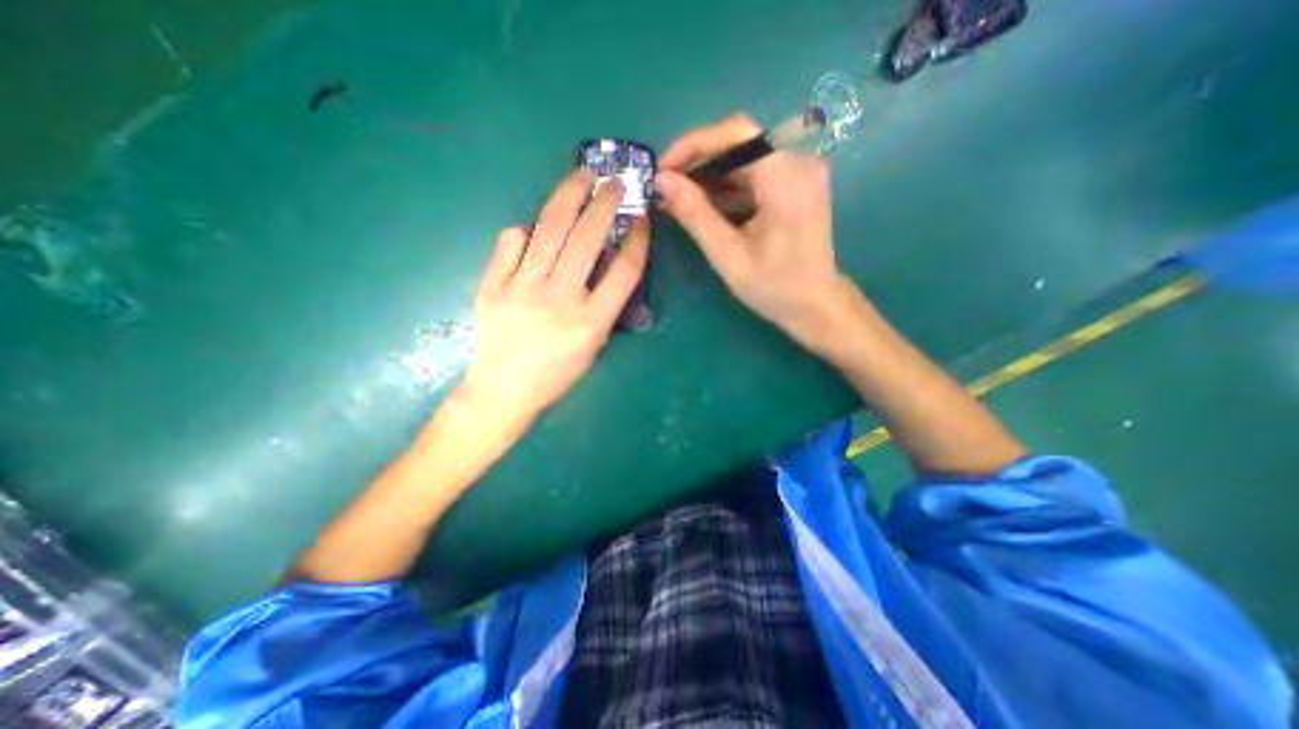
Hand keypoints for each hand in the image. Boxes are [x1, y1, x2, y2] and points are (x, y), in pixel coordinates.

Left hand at [458, 168, 647, 427]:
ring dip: (569, 196)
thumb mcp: (593, 347)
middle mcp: (559, 300)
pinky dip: (526, 231)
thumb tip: (602, 263)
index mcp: (590, 323)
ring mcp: (521, 289)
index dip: (636, 241)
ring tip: (581, 175)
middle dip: (605, 202)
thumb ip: (604, 307)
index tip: (642, 219)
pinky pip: (511, 243)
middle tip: (615, 181)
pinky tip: (534, 229)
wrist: (503, 391)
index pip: (623, 271)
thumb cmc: (556, 376)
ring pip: (549, 229)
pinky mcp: (492, 285)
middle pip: (587, 239)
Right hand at [656, 110, 849, 349]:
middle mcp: (798, 163)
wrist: (816, 306)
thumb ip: (695, 215)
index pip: (736, 132)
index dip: (693, 144)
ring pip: (743, 158)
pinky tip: (705, 207)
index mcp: (786, 178)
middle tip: (667, 190)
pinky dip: (726, 187)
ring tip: (679, 201)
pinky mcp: (795, 185)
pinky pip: (754, 174)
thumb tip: (662, 180)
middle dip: (697, 163)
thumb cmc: (774, 288)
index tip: (663, 170)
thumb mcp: (728, 255)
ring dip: (709, 176)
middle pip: (738, 143)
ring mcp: (799, 173)